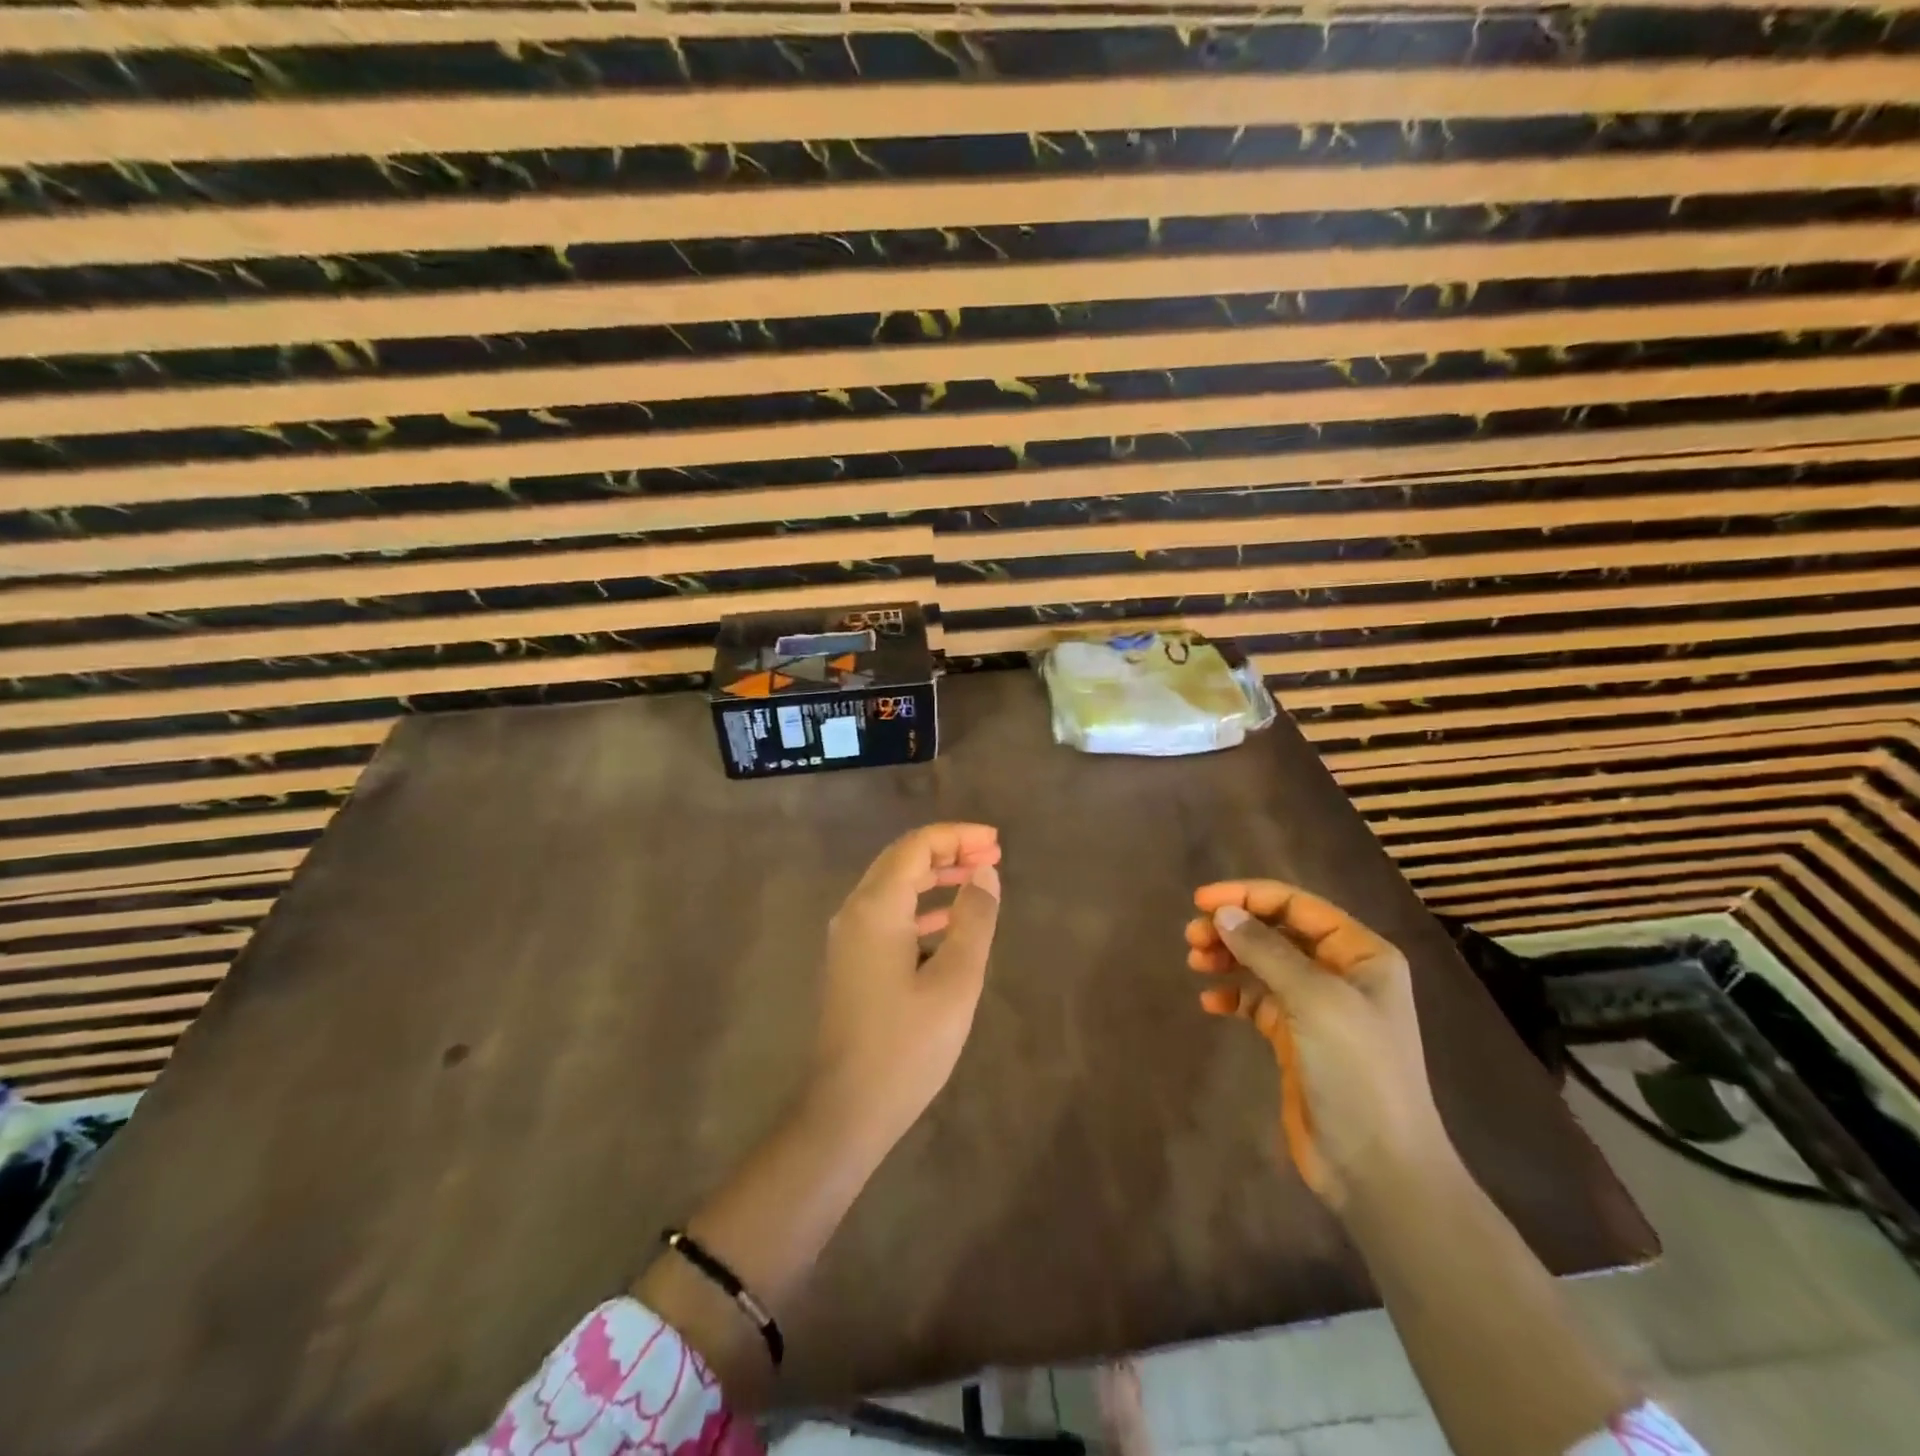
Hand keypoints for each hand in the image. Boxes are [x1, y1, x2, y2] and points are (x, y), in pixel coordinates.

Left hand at [808, 823, 1003, 1148]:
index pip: (916, 847)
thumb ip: (973, 920)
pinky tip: (949, 921)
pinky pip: (889, 915)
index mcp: (876, 907)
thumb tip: (985, 873)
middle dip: (949, 851)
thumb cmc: (907, 1046)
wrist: (846, 1110)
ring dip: (936, 877)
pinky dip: (921, 906)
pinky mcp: (852, 962)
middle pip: (903, 860)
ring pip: (894, 887)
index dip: (958, 836)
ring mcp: (849, 938)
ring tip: (979, 878)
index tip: (997, 841)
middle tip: (994, 854)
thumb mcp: (955, 981)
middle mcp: (855, 912)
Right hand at [1185, 881, 1452, 1209]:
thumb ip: (1266, 950)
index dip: (1248, 896)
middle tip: (1192, 937)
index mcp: (1361, 954)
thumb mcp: (1314, 999)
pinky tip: (1210, 1003)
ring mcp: (1318, 1008)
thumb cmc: (1356, 1069)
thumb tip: (1223, 913)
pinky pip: (1257, 1002)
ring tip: (1195, 962)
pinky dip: (1233, 996)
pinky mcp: (1296, 1039)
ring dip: (1229, 957)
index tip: (1201, 901)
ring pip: (1263, 964)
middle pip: (1277, 932)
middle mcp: (1341, 973)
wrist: (1377, 1166)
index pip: (1297, 905)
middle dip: (1234, 928)